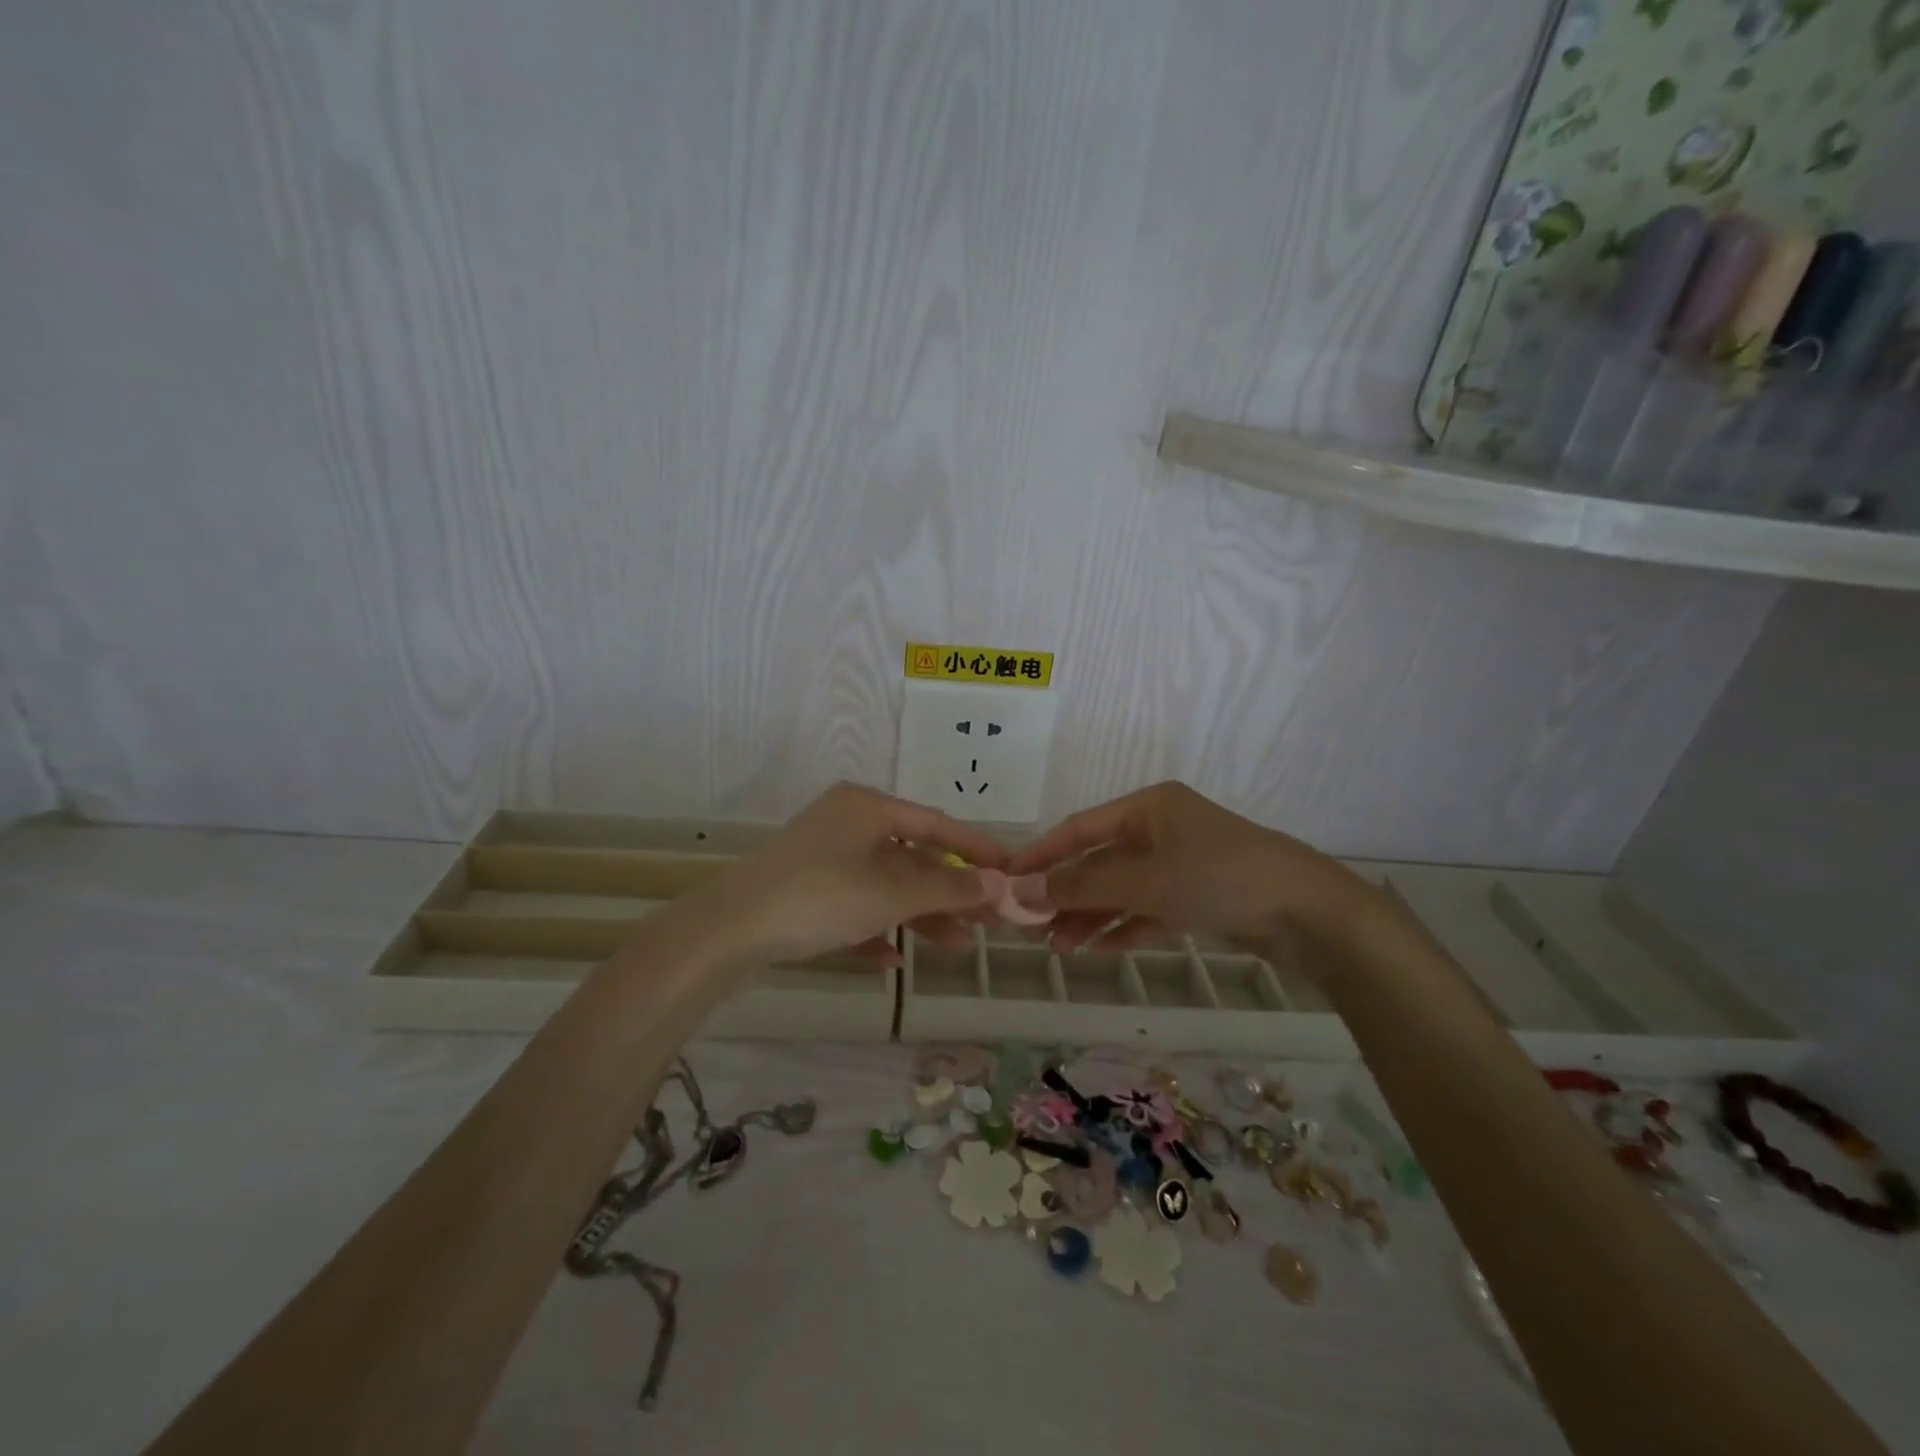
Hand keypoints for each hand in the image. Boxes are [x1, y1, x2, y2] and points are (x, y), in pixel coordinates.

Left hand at [701, 783, 1011, 967]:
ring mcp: (822, 858)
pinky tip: (893, 960)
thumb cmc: (820, 896)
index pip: (937, 824)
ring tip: (957, 946)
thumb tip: (998, 884)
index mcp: (867, 808)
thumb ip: (948, 889)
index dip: (977, 849)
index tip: (1012, 870)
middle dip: (949, 892)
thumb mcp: (891, 894)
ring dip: (919, 915)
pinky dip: (876, 929)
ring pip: (884, 886)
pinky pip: (853, 907)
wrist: (728, 931)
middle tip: (989, 920)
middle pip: (912, 858)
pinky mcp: (803, 892)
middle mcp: (846, 824)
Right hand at [1005, 781, 1384, 956]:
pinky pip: (1148, 909)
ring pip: (1122, 889)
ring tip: (1058, 946)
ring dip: (1091, 915)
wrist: (1309, 913)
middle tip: (1031, 925)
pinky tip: (1097, 949)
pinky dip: (1124, 927)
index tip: (1009, 879)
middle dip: (1066, 893)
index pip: (1080, 828)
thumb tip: (1022, 889)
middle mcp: (1162, 829)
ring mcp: (1181, 864)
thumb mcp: (1145, 881)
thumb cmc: (1220, 878)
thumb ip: (1082, 887)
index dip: (1042, 853)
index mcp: (1148, 808)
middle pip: (1100, 861)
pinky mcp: (1199, 896)